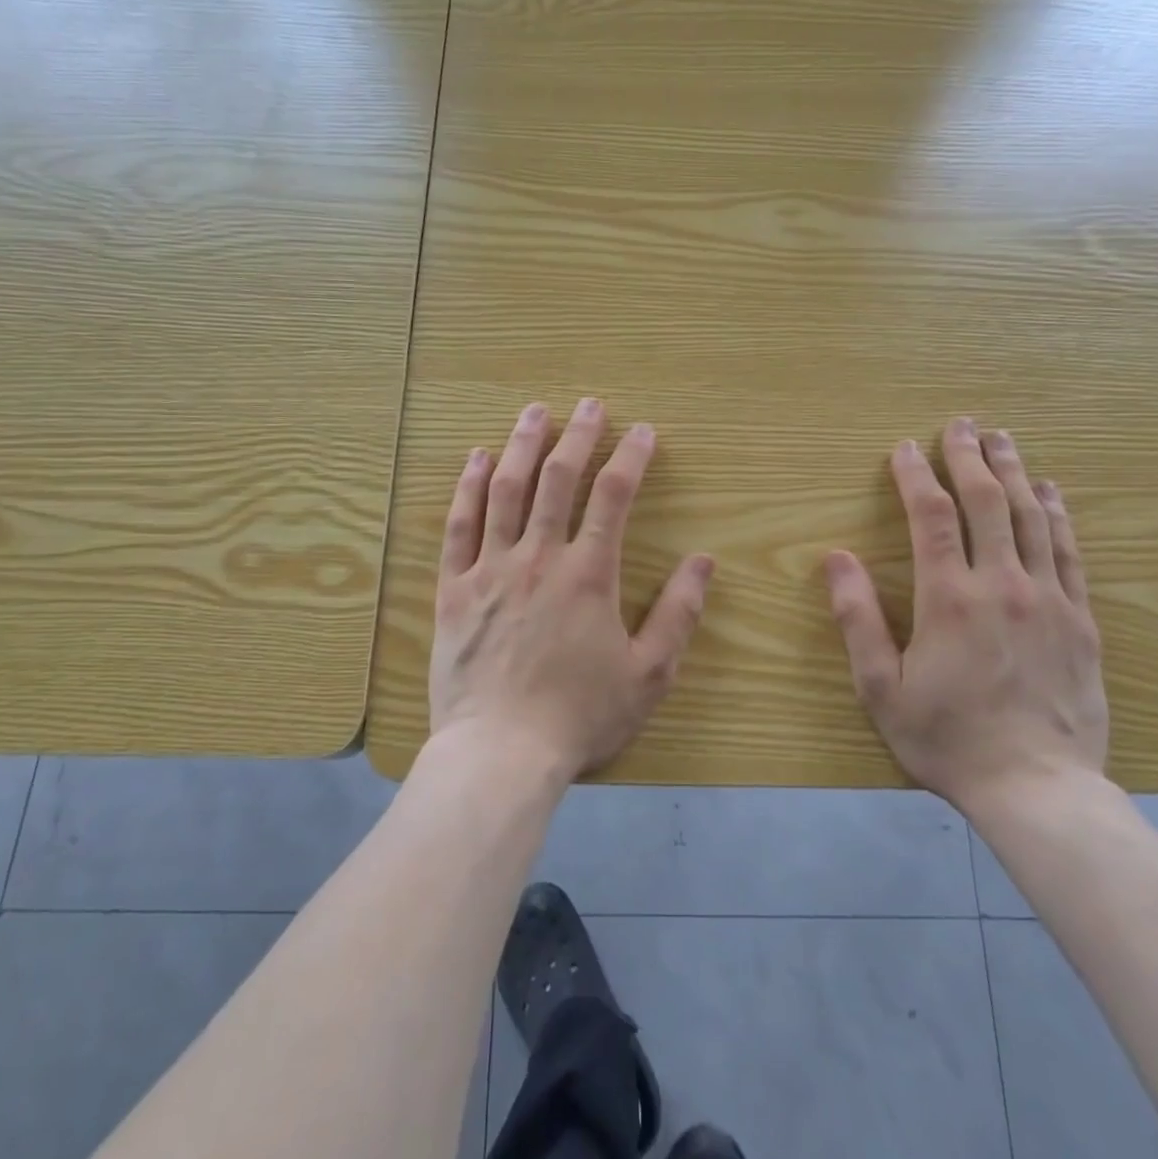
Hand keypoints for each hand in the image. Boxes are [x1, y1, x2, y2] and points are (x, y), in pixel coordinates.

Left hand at [429, 398, 716, 781]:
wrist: (500, 754)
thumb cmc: (579, 717)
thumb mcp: (649, 674)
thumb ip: (678, 614)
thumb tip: (704, 561)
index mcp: (589, 574)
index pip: (614, 497)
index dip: (631, 457)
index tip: (643, 431)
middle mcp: (539, 557)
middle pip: (559, 479)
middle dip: (578, 435)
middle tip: (589, 404)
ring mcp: (491, 568)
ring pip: (506, 490)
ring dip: (522, 445)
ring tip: (535, 412)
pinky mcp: (454, 588)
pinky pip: (459, 525)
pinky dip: (467, 487)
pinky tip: (476, 459)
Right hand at [824, 418, 1105, 812]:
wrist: (1038, 788)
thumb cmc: (946, 738)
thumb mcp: (880, 687)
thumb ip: (857, 618)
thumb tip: (835, 558)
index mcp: (949, 598)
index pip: (931, 516)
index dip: (916, 475)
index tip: (904, 448)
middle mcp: (1002, 585)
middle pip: (987, 502)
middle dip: (970, 457)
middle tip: (961, 424)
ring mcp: (1048, 600)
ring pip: (1032, 518)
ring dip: (1014, 472)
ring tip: (1002, 439)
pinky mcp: (1080, 620)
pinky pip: (1069, 552)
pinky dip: (1059, 514)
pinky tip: (1052, 491)